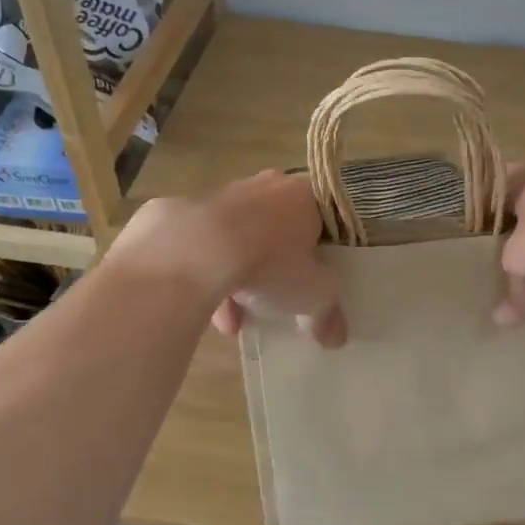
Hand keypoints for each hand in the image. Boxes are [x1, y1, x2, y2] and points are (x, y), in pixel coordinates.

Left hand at [204, 172, 347, 347]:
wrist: (196, 250)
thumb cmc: (271, 262)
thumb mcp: (313, 294)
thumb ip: (328, 313)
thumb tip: (337, 338)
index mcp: (305, 195)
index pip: (323, 219)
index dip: (321, 251)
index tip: (315, 278)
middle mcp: (267, 186)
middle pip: (279, 228)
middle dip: (277, 265)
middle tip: (278, 297)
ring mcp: (223, 194)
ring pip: (239, 238)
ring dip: (240, 277)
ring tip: (236, 322)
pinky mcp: (186, 211)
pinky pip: (206, 246)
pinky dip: (210, 276)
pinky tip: (209, 314)